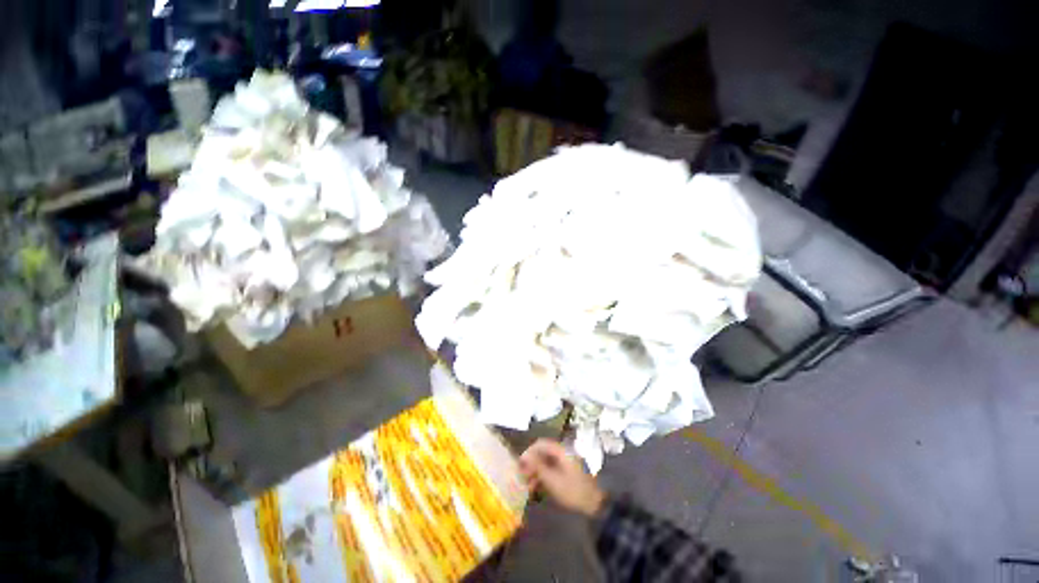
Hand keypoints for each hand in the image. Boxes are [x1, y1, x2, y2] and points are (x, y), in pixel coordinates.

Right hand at [519, 439, 604, 516]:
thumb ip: (538, 467)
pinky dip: (543, 476)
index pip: (541, 444)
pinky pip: (552, 469)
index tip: (520, 464)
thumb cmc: (572, 491)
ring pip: (546, 461)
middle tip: (522, 476)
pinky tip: (536, 487)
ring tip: (527, 484)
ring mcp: (566, 462)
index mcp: (561, 451)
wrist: (594, 505)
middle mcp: (563, 453)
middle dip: (531, 463)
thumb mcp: (552, 480)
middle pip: (543, 452)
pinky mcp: (568, 472)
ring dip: (536, 471)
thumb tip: (524, 457)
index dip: (529, 452)